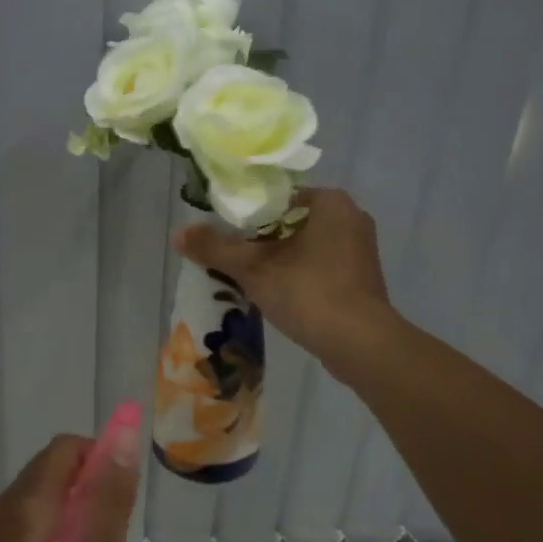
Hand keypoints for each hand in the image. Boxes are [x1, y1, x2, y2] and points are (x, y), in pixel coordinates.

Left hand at [0, 430, 139, 541]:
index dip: (102, 460)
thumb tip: (125, 436)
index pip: (68, 447)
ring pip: (53, 507)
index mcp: (28, 501)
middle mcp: (7, 509)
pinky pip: (40, 533)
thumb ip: (110, 497)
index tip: (122, 503)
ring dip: (83, 526)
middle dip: (95, 497)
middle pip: (59, 474)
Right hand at [173, 187, 394, 366]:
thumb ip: (215, 248)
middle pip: (291, 222)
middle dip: (263, 241)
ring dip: (280, 260)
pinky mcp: (364, 278)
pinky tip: (280, 295)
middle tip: (233, 259)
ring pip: (307, 247)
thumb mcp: (253, 268)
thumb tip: (178, 233)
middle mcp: (351, 217)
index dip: (248, 216)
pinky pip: (322, 267)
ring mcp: (362, 249)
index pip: (278, 198)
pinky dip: (301, 276)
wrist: (360, 344)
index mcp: (330, 201)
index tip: (226, 235)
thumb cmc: (308, 292)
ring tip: (250, 279)